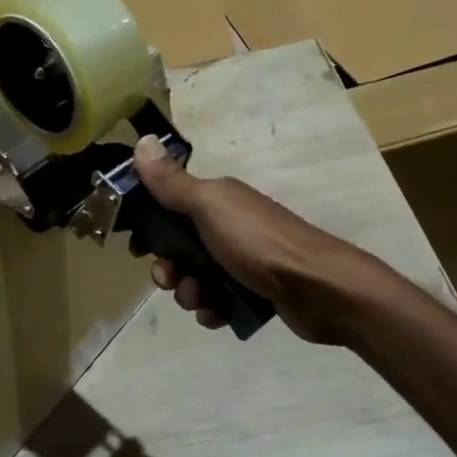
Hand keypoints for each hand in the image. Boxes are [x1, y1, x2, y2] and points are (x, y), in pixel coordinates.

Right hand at [130, 134, 370, 343]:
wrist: (320, 288)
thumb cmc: (258, 242)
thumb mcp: (209, 206)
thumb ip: (172, 182)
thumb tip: (143, 141)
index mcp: (216, 200)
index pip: (168, 205)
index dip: (149, 225)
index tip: (137, 248)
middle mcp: (229, 225)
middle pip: (179, 246)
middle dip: (168, 266)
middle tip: (170, 279)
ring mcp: (243, 260)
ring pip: (197, 277)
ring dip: (189, 292)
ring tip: (201, 299)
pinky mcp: (255, 291)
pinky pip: (219, 301)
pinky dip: (213, 309)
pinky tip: (218, 314)